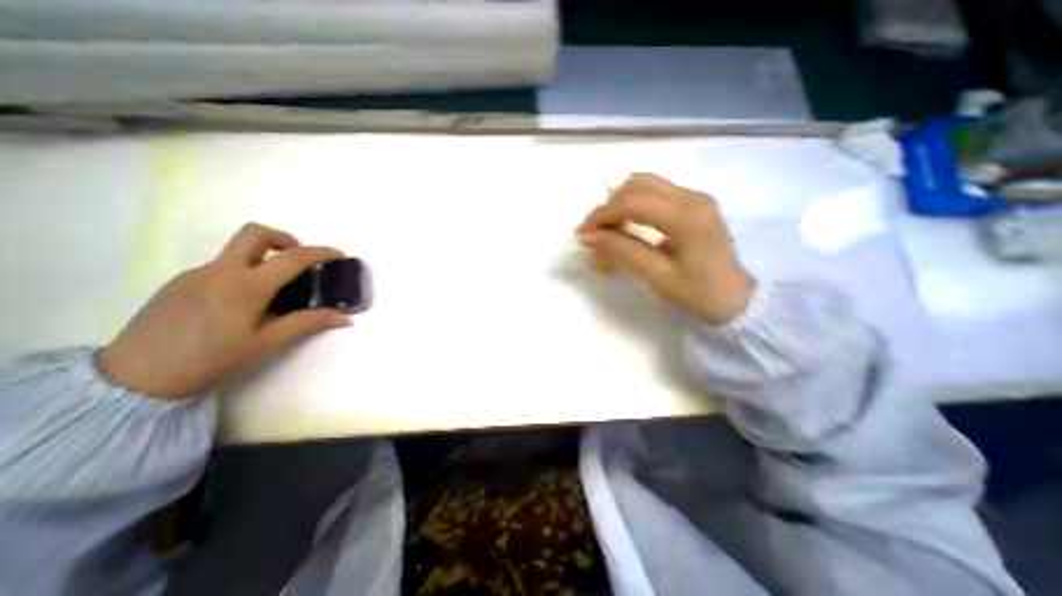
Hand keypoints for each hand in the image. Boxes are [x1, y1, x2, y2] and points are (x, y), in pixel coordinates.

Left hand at [98, 223, 351, 400]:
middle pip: (254, 233)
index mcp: (245, 286)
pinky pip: (221, 267)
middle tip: (299, 258)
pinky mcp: (180, 283)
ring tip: (276, 289)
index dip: (320, 253)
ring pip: (236, 251)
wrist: (133, 379)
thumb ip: (307, 324)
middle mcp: (220, 271)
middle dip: (284, 238)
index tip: (338, 255)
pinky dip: (244, 272)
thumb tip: (345, 318)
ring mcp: (196, 274)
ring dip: (264, 257)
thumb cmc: (211, 360)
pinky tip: (244, 302)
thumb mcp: (267, 344)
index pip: (292, 258)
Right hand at [573, 169, 753, 326]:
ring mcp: (695, 196)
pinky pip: (655, 193)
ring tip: (608, 231)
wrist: (735, 299)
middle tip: (594, 234)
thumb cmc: (696, 293)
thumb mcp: (656, 276)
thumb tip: (591, 235)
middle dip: (609, 208)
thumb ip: (622, 251)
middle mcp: (693, 197)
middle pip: (637, 185)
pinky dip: (633, 206)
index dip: (603, 216)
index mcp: (687, 218)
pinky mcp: (693, 202)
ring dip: (620, 204)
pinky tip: (627, 227)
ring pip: (645, 184)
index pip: (633, 202)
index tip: (583, 235)